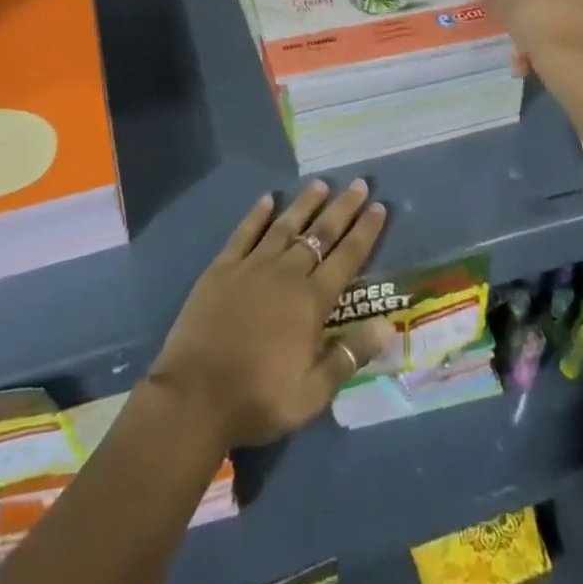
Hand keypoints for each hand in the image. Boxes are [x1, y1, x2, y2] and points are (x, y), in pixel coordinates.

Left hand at [147, 180, 394, 449]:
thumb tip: (388, 326)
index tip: (379, 207)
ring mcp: (252, 266)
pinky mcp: (222, 267)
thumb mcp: (312, 393)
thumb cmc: (258, 399)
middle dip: (342, 208)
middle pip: (320, 234)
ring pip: (284, 226)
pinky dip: (257, 214)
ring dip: (304, 204)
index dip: (365, 231)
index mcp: (311, 302)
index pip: (346, 258)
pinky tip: (267, 199)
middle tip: (358, 183)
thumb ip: (349, 356)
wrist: (195, 396)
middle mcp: (286, 274)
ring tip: (319, 184)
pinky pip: (244, 232)